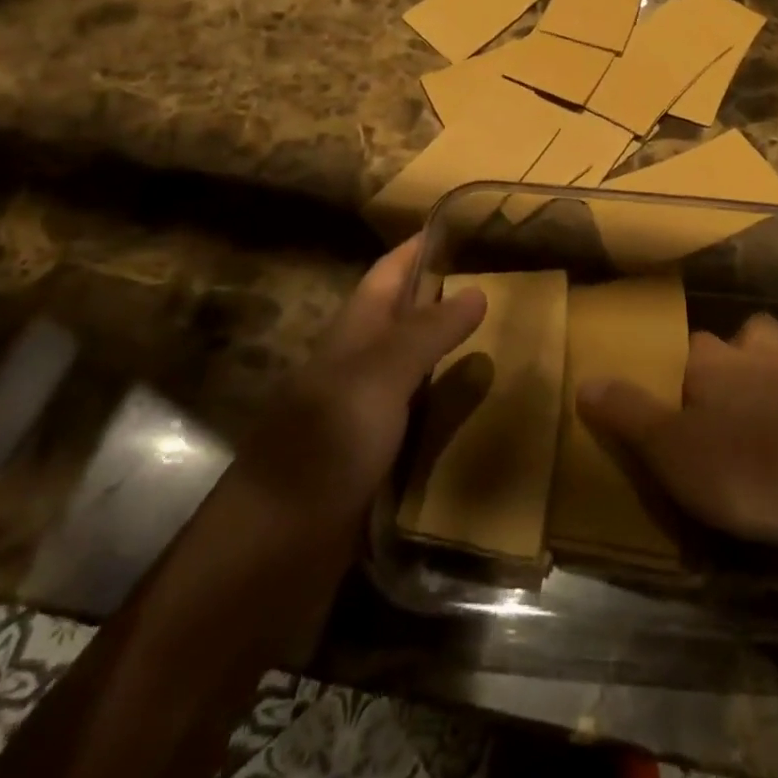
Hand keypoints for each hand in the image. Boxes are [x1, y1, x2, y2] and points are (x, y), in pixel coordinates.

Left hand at [237, 236, 486, 528]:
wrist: (271, 554)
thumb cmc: (323, 449)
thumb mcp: (378, 378)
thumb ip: (427, 333)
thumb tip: (479, 288)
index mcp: (353, 334)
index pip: (389, 272)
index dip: (420, 246)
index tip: (464, 223)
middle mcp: (358, 365)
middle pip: (404, 315)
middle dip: (446, 292)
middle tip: (505, 279)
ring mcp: (364, 413)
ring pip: (415, 364)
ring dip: (452, 346)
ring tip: (507, 333)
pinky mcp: (374, 456)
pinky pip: (420, 413)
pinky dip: (450, 399)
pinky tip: (482, 404)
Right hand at [577, 313, 777, 579]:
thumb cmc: (751, 471)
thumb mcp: (672, 452)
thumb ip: (628, 414)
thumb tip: (584, 380)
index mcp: (717, 362)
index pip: (693, 343)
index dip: (685, 364)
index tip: (677, 394)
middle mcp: (763, 356)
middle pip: (751, 331)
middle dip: (742, 350)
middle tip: (729, 395)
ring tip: (774, 399)